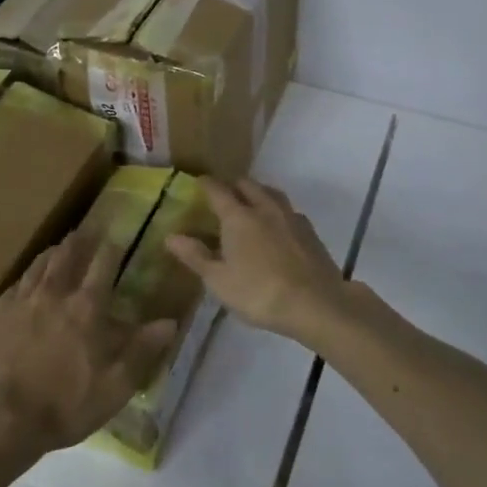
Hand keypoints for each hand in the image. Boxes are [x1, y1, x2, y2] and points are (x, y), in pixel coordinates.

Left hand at [0, 228, 177, 459]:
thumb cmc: (63, 404)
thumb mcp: (114, 386)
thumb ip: (141, 351)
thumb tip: (170, 322)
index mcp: (86, 307)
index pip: (103, 265)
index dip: (112, 248)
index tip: (117, 236)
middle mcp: (54, 294)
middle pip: (67, 256)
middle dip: (79, 240)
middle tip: (86, 229)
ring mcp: (22, 302)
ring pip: (39, 265)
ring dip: (52, 252)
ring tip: (59, 245)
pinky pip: (16, 284)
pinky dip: (27, 275)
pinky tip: (27, 279)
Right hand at [166, 179, 349, 345]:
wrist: (316, 304)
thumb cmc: (259, 293)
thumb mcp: (219, 280)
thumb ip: (195, 256)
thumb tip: (171, 236)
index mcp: (238, 217)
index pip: (218, 191)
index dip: (206, 184)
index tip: (198, 182)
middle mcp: (264, 208)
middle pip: (247, 185)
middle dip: (233, 185)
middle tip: (224, 194)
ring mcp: (291, 217)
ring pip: (271, 193)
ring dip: (258, 193)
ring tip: (251, 203)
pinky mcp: (310, 232)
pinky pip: (289, 211)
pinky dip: (277, 211)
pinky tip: (277, 225)